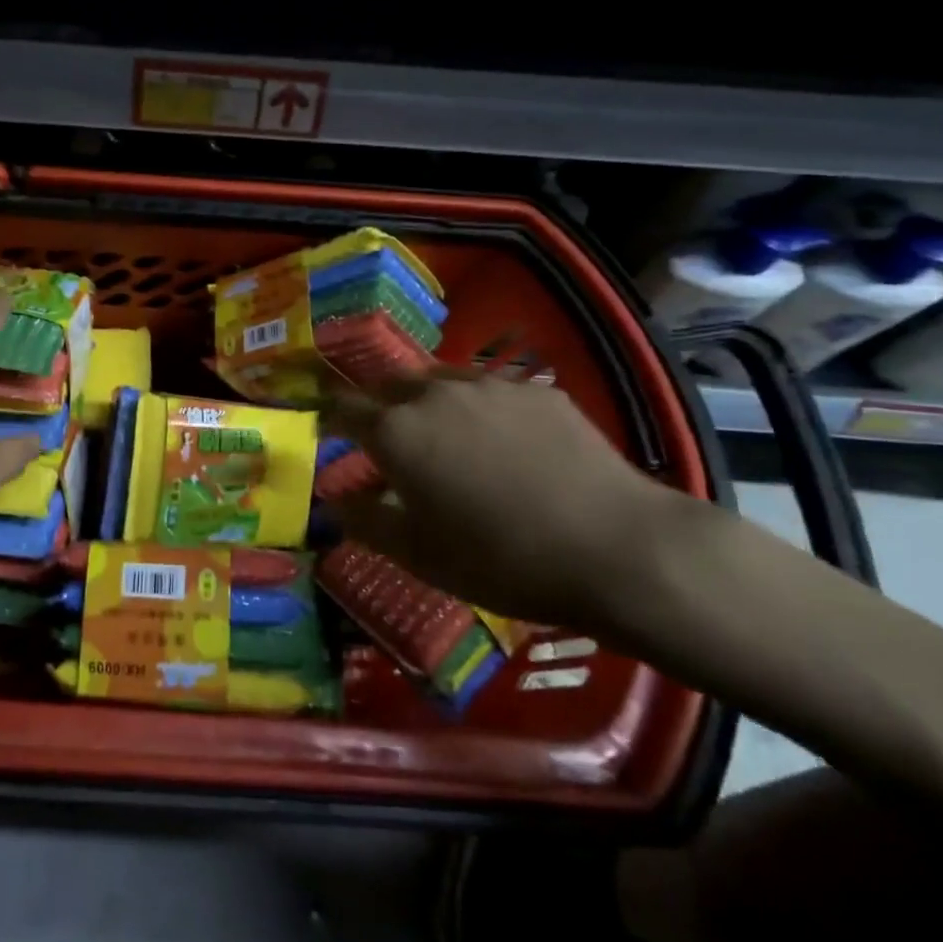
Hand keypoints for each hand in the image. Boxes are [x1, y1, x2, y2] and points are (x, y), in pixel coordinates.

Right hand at [328, 369, 688, 629]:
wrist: (617, 548)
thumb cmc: (501, 559)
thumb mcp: (418, 555)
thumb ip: (365, 521)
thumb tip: (334, 501)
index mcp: (396, 431)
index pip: (342, 408)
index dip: (328, 419)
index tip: (325, 432)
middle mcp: (434, 393)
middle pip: (388, 385)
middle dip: (376, 406)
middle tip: (384, 439)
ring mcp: (490, 385)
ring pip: (439, 381)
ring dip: (426, 403)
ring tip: (442, 437)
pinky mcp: (537, 390)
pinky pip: (490, 391)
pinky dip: (478, 409)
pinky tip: (503, 444)